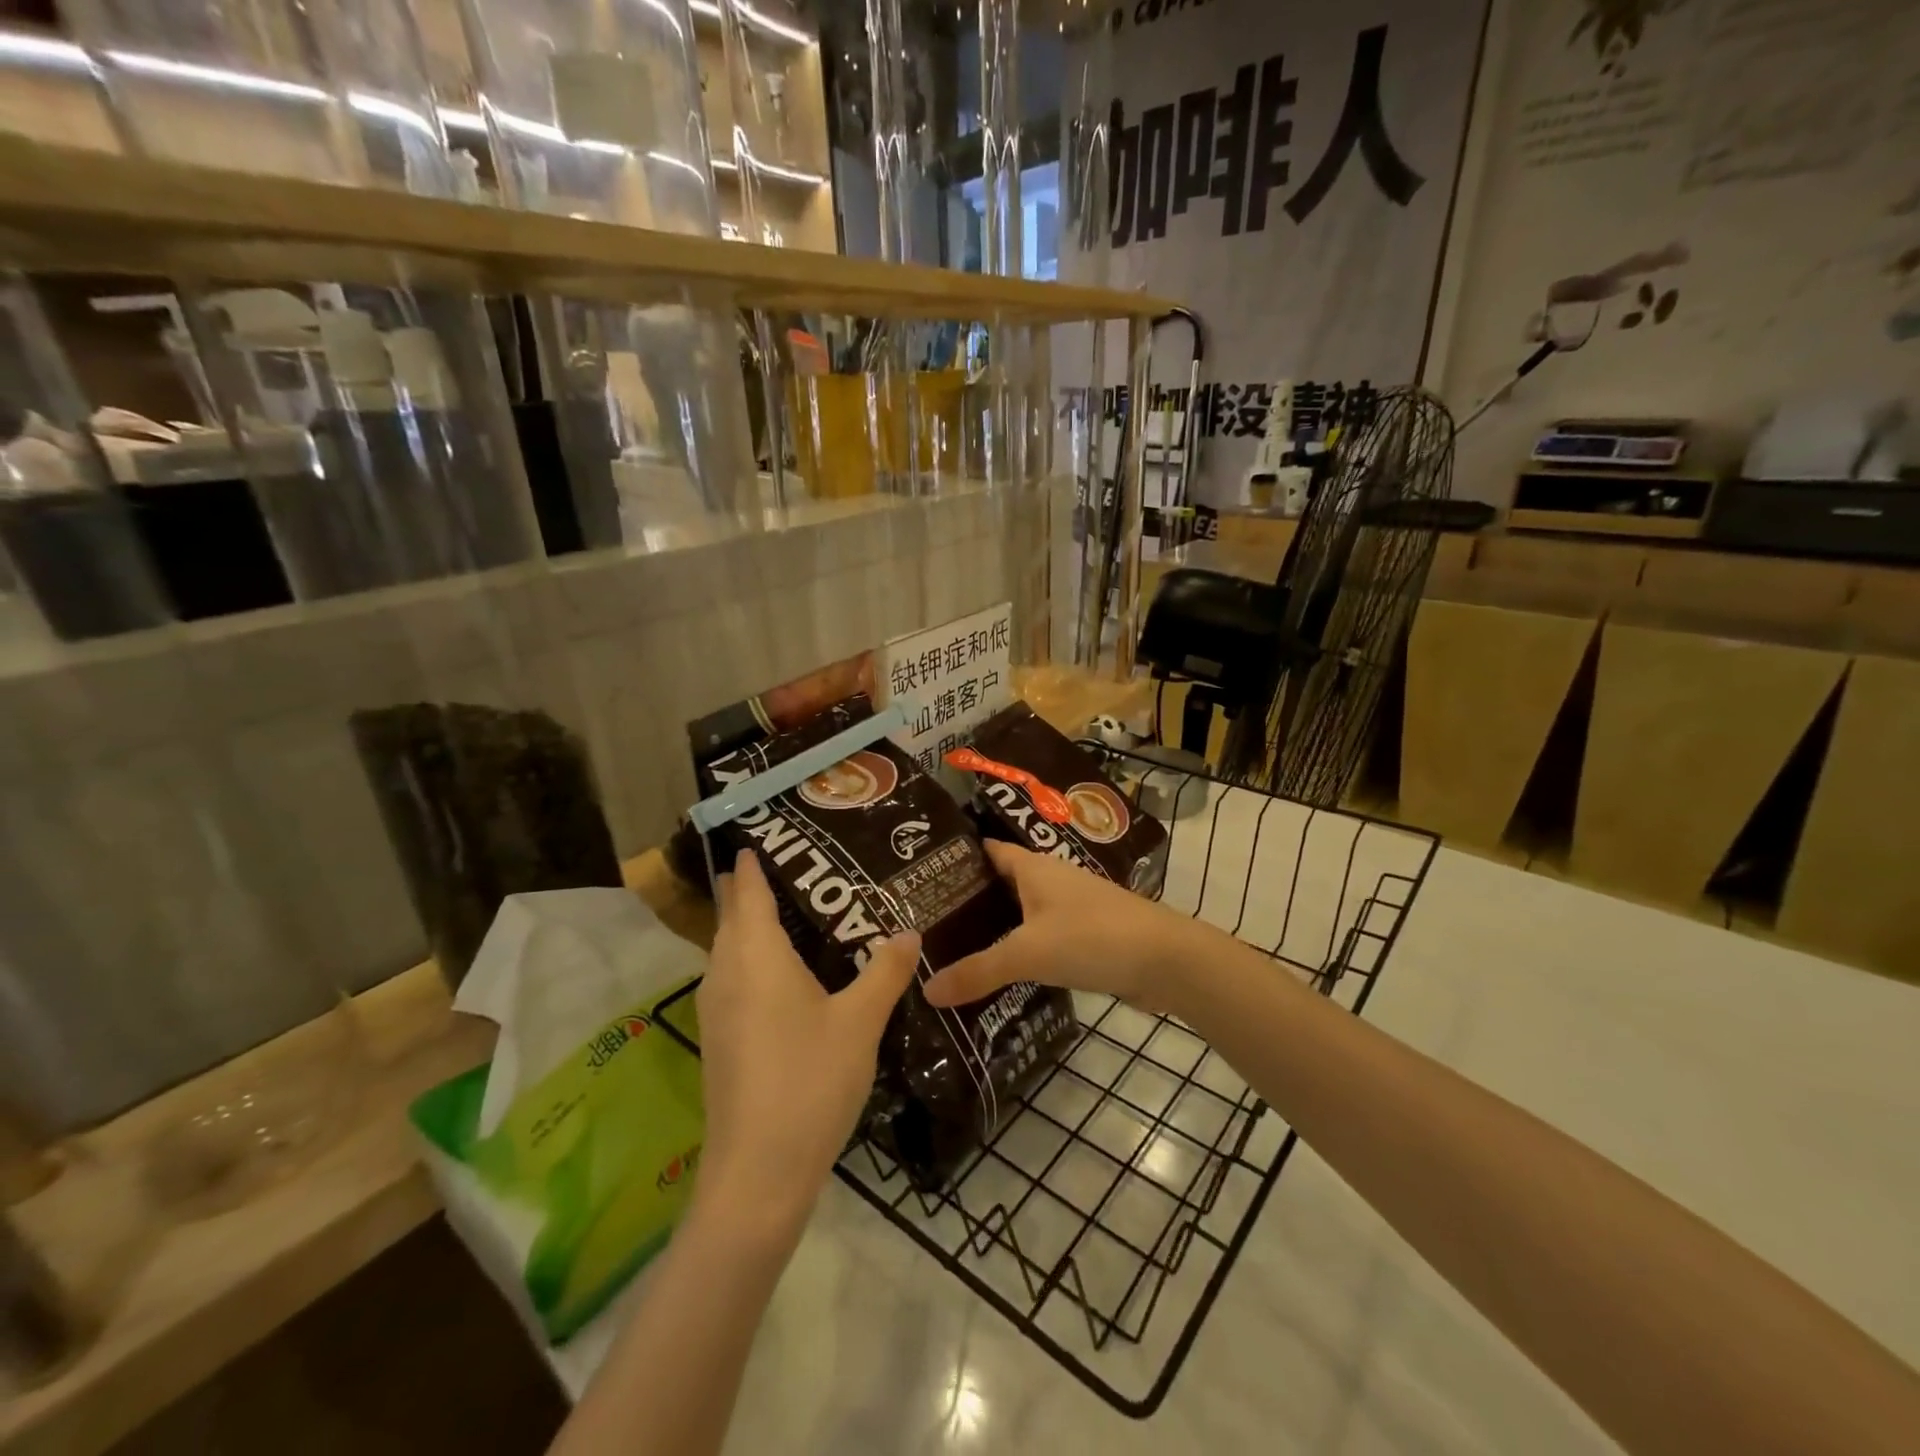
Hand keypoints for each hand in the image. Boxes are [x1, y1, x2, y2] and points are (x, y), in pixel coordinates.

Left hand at [693, 851, 919, 1237]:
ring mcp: (717, 1010)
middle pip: (732, 919)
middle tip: (795, 872)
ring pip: (730, 951)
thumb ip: (885, 972)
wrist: (758, 1172)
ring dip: (749, 928)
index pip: (747, 893)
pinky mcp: (719, 1041)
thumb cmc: (809, 1080)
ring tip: (795, 916)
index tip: (759, 839)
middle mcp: (727, 974)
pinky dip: (752, 961)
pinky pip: (733, 979)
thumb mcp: (860, 1022)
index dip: (750, 866)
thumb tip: (908, 933)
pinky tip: (785, 977)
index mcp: (756, 956)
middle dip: (751, 892)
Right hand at [922, 841, 1197, 1012]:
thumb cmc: (1092, 937)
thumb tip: (926, 990)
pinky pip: (1041, 937)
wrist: (1165, 960)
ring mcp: (1070, 907)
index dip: (956, 859)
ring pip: (1021, 912)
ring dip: (994, 927)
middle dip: (968, 900)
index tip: (920, 876)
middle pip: (1001, 883)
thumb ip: (978, 971)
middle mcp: (1050, 879)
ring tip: (951, 950)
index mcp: (1033, 866)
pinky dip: (1020, 950)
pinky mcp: (1086, 936)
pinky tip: (999, 972)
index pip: (987, 850)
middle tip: (924, 923)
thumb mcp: (1027, 953)